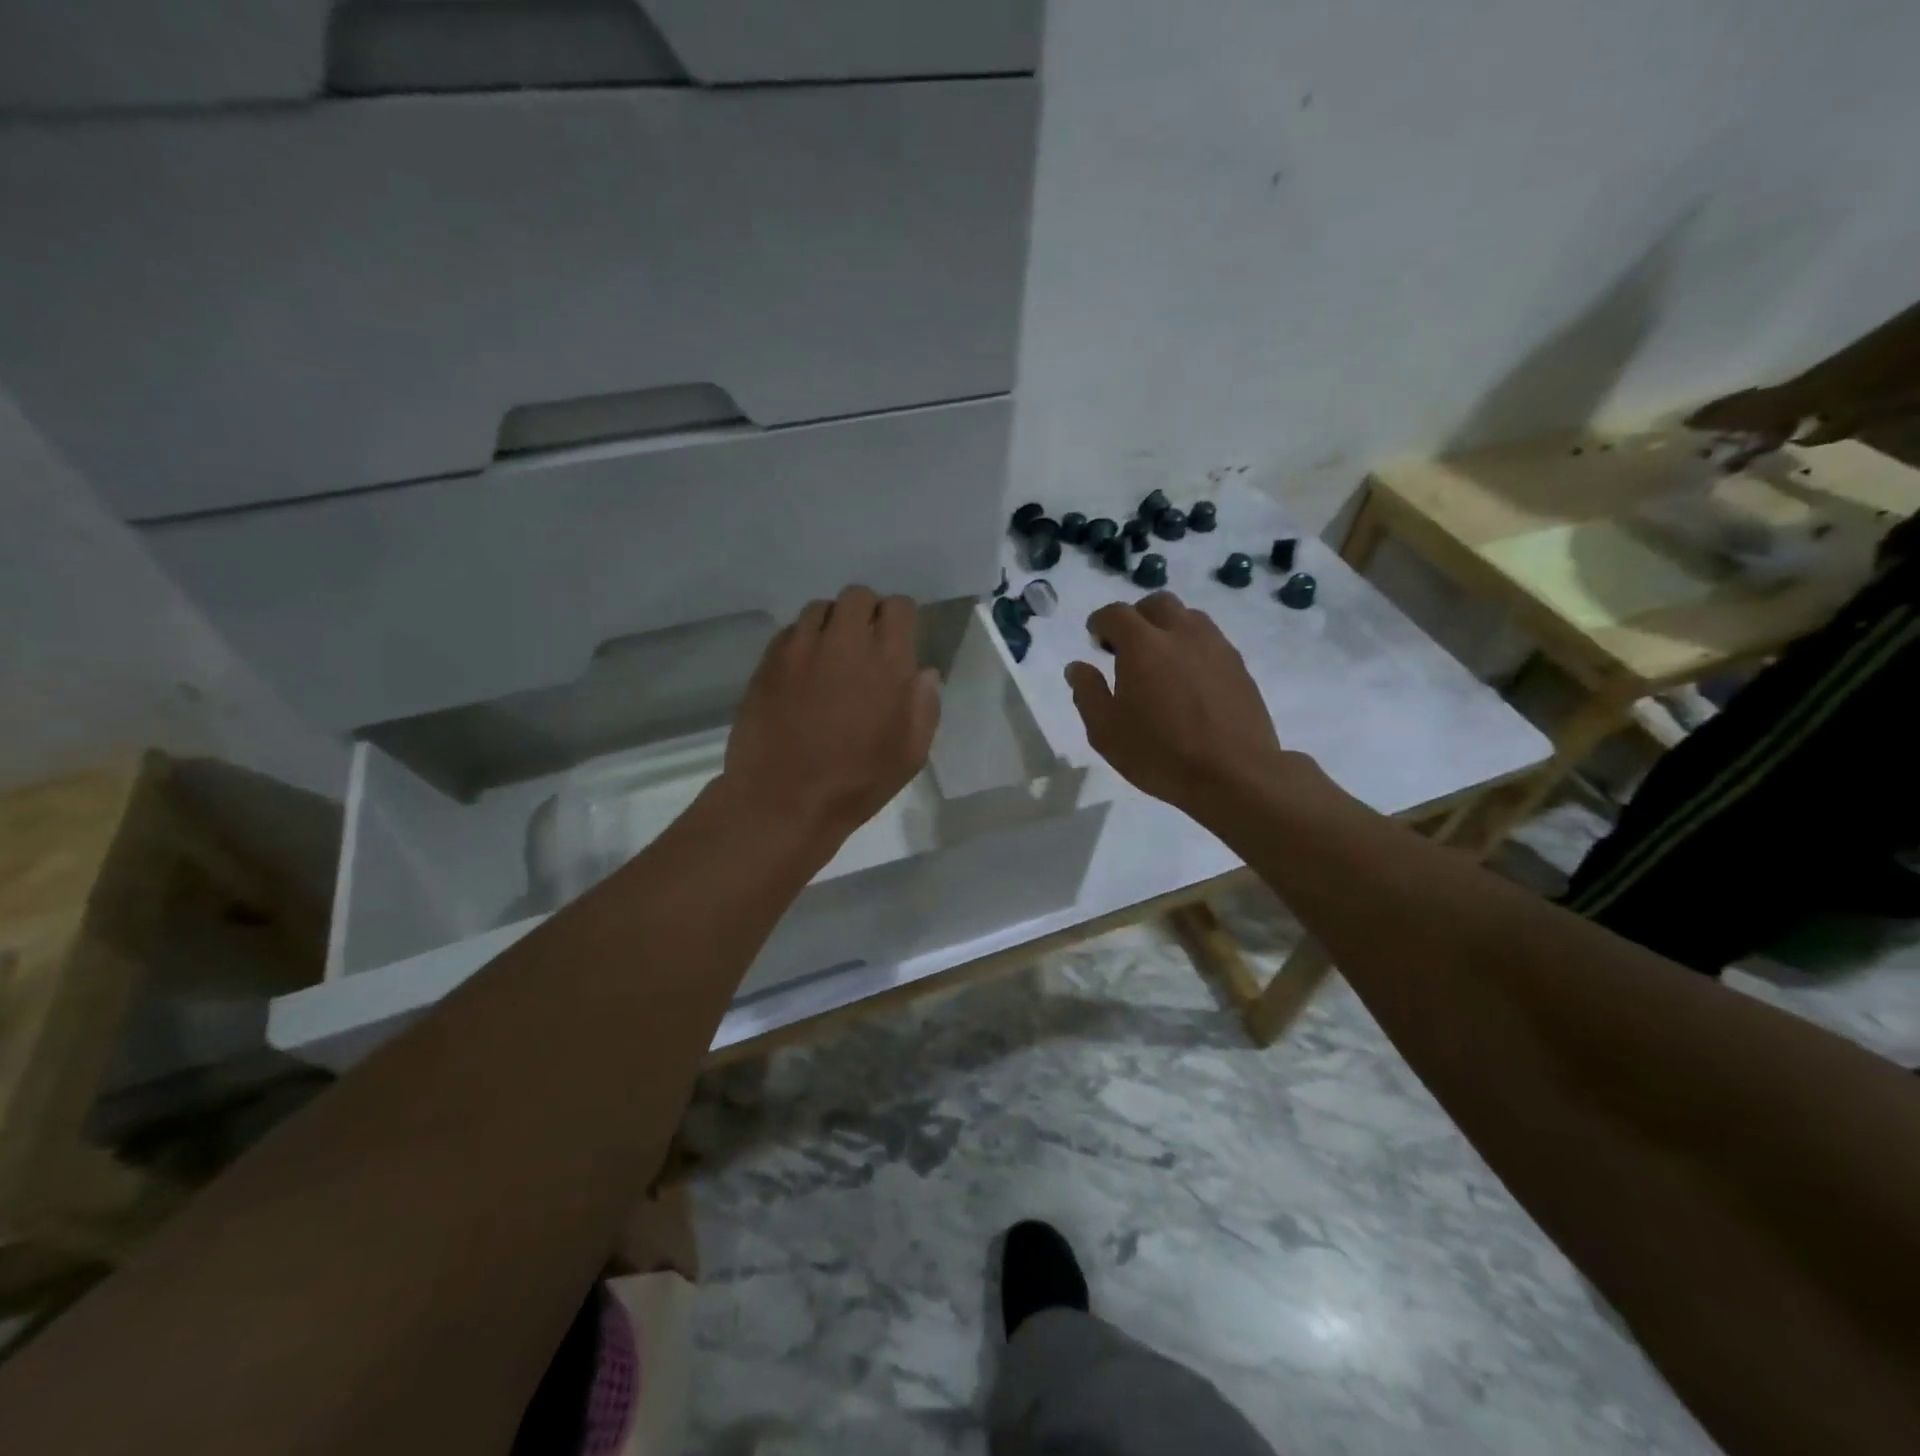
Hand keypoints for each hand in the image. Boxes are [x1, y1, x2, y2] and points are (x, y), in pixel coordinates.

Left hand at [722, 585, 939, 847]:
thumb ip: (924, 706)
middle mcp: (845, 642)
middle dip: (865, 613)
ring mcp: (802, 648)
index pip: (899, 607)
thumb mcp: (911, 754)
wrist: (784, 800)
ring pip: (819, 609)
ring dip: (831, 625)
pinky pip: (790, 632)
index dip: (900, 619)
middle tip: (864, 645)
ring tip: (830, 657)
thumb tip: (923, 673)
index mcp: (888, 661)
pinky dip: (801, 642)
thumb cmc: (857, 783)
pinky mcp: (769, 661)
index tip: (898, 640)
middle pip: (857, 596)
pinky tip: (802, 673)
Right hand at [1065, 591, 1283, 814]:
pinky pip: (1211, 639)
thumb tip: (1078, 667)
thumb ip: (1088, 693)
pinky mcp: (1239, 665)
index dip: (1101, 622)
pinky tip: (1189, 678)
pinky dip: (1193, 646)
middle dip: (1137, 617)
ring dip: (1168, 627)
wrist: (1234, 774)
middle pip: (1157, 604)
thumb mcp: (1106, 732)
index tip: (1095, 638)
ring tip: (1161, 659)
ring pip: (1189, 616)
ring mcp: (1215, 646)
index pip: (1116, 613)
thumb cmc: (1160, 754)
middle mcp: (1181, 634)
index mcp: (1143, 646)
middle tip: (1127, 647)